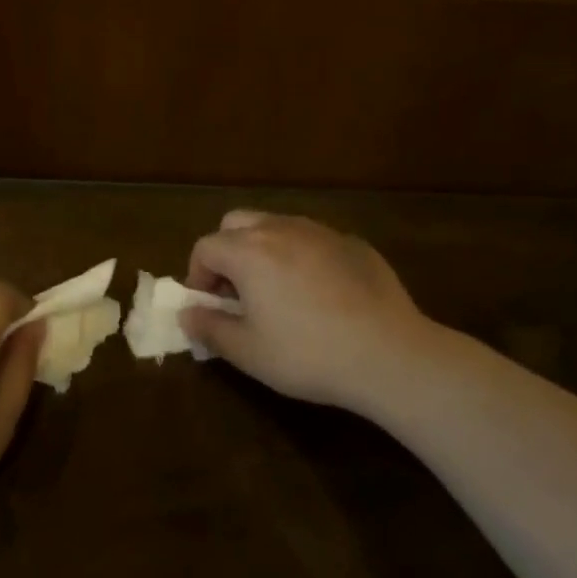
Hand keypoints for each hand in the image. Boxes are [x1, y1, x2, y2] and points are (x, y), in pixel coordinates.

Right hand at [181, 211, 440, 414]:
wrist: (388, 353)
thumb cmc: (307, 354)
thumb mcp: (248, 352)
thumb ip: (210, 328)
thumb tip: (187, 313)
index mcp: (248, 251)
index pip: (205, 247)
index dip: (198, 275)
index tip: (208, 306)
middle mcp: (281, 229)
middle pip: (237, 224)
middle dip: (227, 252)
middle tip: (238, 293)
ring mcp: (321, 231)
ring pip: (277, 227)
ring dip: (264, 251)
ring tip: (277, 293)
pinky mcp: (353, 243)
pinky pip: (313, 240)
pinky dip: (302, 257)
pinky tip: (320, 296)